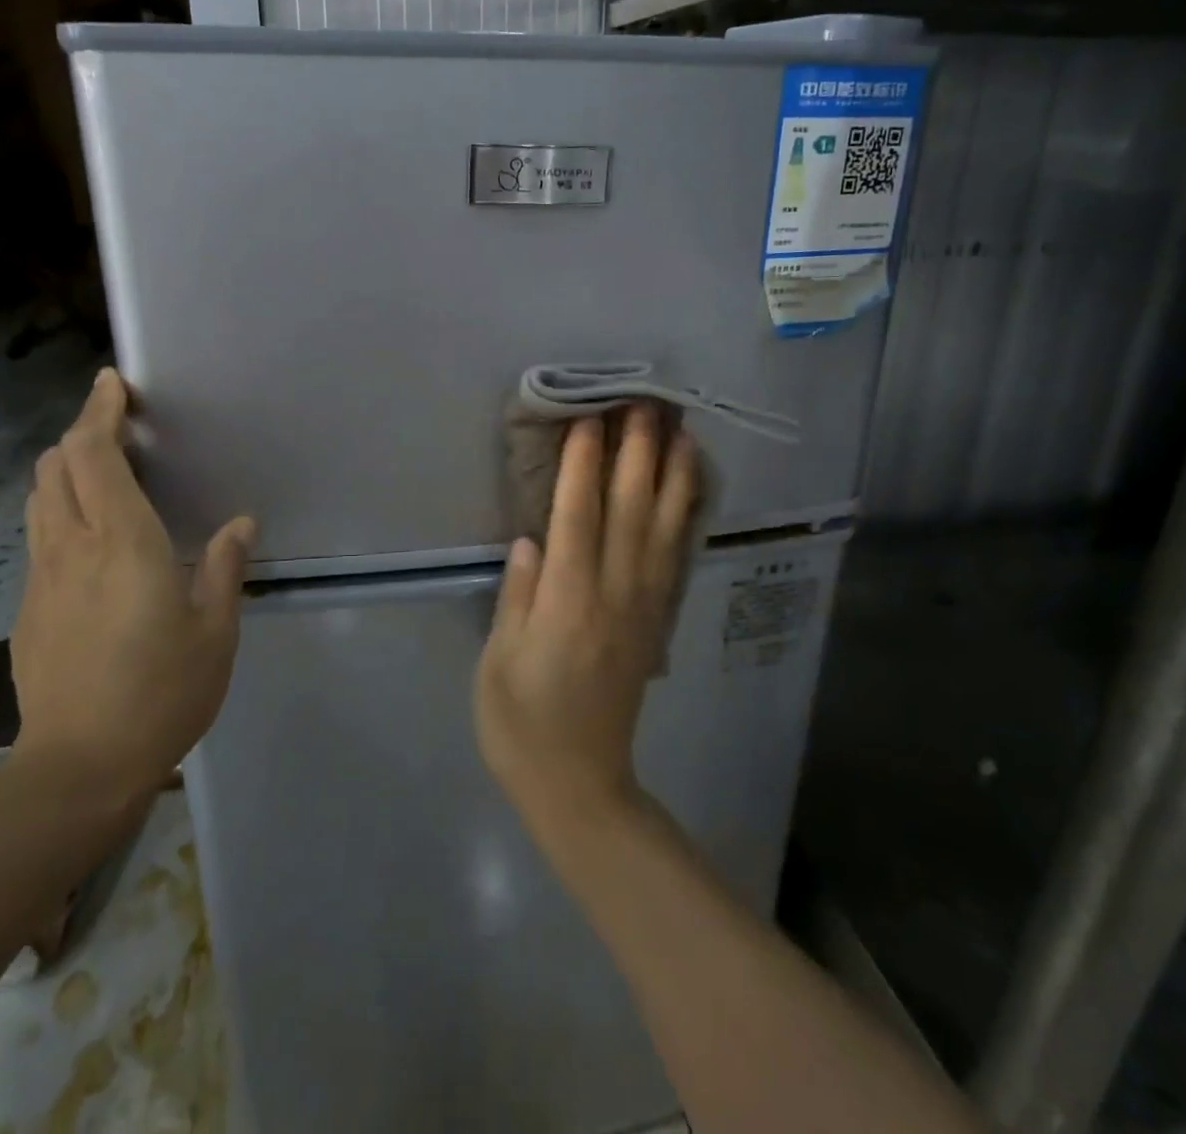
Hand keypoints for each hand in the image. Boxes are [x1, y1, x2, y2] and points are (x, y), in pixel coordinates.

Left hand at [8, 368, 254, 811]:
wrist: (78, 768)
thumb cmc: (162, 693)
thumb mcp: (215, 631)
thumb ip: (225, 568)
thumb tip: (240, 524)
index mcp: (123, 543)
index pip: (94, 455)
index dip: (99, 411)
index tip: (114, 384)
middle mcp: (72, 548)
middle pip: (56, 466)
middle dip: (81, 433)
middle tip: (120, 429)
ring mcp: (41, 579)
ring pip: (39, 499)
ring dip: (66, 470)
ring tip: (104, 472)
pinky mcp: (28, 609)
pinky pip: (41, 538)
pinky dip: (61, 512)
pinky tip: (92, 540)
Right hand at [475, 406, 697, 836]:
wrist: (580, 784)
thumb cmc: (521, 724)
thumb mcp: (499, 662)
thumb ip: (518, 596)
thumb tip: (534, 539)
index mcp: (566, 603)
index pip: (578, 517)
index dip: (585, 463)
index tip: (591, 416)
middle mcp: (613, 595)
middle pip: (629, 510)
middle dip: (637, 452)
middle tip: (645, 401)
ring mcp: (643, 608)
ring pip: (662, 528)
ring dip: (671, 474)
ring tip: (679, 429)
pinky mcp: (657, 622)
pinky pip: (674, 558)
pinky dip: (682, 517)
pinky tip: (686, 490)